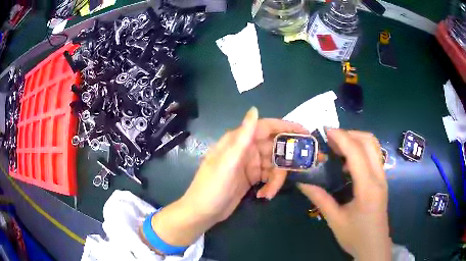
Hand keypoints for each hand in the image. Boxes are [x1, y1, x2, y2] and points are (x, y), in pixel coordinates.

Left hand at [150, 107, 308, 246]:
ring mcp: (249, 165)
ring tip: (268, 192)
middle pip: (274, 148)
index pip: (266, 127)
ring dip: (276, 179)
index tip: (305, 132)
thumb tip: (254, 109)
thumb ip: (243, 136)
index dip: (286, 127)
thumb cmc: (212, 186)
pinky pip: (269, 176)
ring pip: (273, 165)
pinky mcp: (251, 178)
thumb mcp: (228, 162)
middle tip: (298, 170)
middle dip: (285, 159)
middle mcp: (246, 150)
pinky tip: (263, 195)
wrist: (203, 212)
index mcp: (239, 141)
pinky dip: (270, 185)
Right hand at [298, 129, 391, 260]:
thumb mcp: (335, 220)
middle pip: (369, 141)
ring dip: (356, 140)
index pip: (356, 152)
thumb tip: (303, 182)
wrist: (374, 247)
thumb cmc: (355, 236)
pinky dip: (360, 150)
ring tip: (337, 147)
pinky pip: (373, 157)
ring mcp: (382, 178)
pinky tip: (347, 164)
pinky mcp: (381, 181)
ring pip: (373, 147)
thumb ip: (320, 198)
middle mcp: (378, 177)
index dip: (341, 138)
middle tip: (331, 139)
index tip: (325, 131)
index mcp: (367, 187)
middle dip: (350, 134)